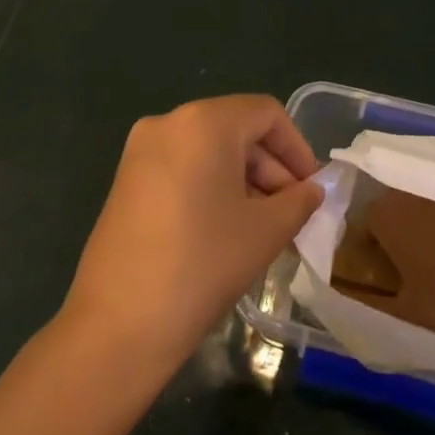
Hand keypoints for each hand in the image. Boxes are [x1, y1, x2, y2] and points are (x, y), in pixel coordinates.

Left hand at [58, 96, 323, 371]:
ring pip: (208, 152)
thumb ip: (299, 200)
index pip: (266, 114)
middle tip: (293, 213)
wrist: (121, 320)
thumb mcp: (266, 230)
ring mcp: (139, 153)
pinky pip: (182, 170)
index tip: (313, 189)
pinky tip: (227, 230)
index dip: (298, 148)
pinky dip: (212, 189)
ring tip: (265, 228)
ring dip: (244, 181)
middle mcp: (166, 124)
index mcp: (202, 122)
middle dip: (271, 168)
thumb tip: (311, 190)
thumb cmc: (204, 263)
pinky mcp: (125, 182)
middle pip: (235, 130)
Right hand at [354, 190, 434, 334]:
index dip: (370, 252)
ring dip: (429, 220)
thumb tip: (353, 300)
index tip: (386, 272)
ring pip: (425, 201)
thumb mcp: (410, 311)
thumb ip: (373, 306)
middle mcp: (406, 189)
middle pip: (393, 210)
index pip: (362, 230)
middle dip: (399, 232)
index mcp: (383, 216)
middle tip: (417, 262)